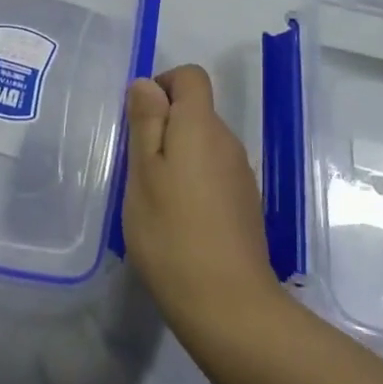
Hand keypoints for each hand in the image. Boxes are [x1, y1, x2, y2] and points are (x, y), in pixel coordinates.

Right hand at [123, 66, 285, 357]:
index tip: (139, 119)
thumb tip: (147, 83)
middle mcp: (227, 141)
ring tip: (154, 198)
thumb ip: (146, 122)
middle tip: (137, 167)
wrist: (229, 306)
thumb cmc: (172, 232)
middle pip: (196, 111)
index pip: (190, 76)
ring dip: (178, 157)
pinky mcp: (245, 205)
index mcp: (201, 126)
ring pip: (203, 145)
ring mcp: (241, 175)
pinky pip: (214, 174)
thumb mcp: (143, 173)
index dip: (163, 84)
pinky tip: (178, 221)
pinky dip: (193, 183)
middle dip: (164, 126)